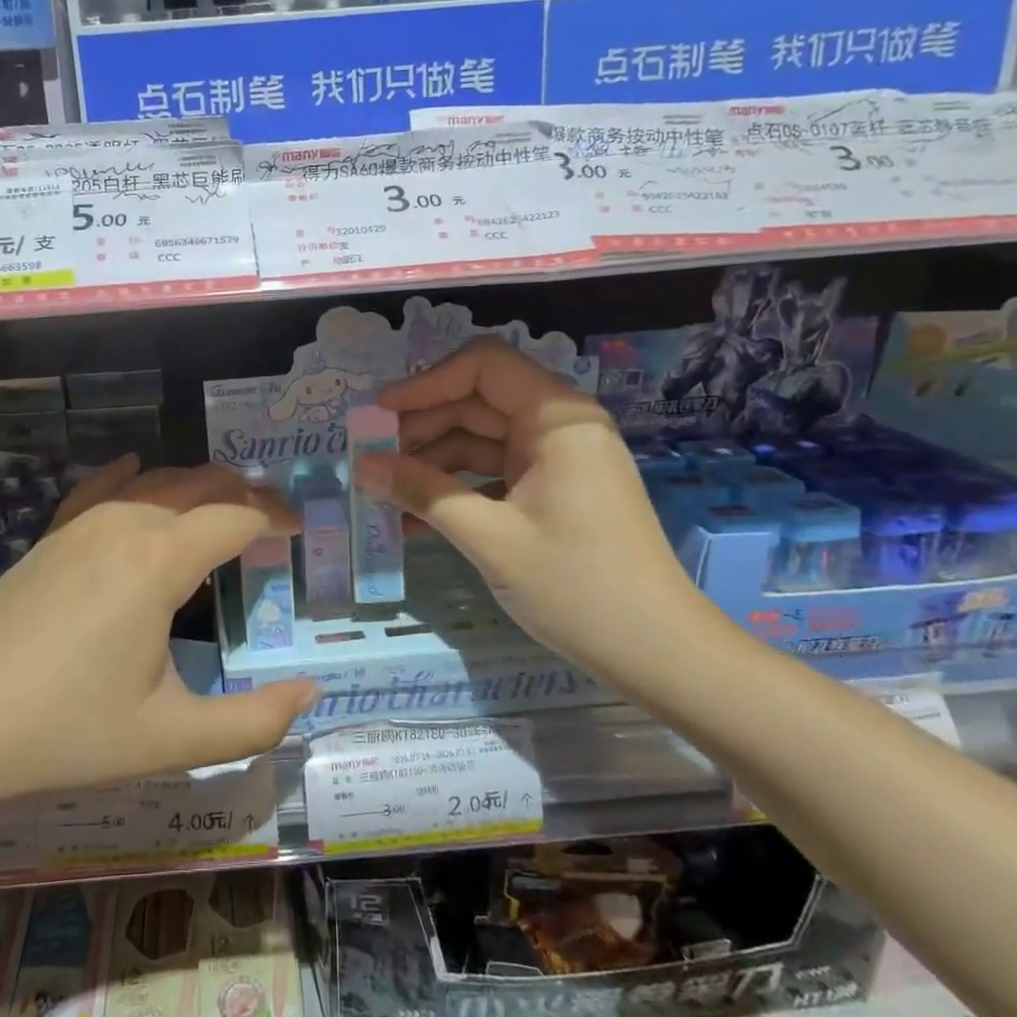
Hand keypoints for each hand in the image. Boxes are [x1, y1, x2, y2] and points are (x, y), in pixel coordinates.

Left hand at [0, 459, 318, 810]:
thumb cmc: (64, 732)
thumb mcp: (170, 740)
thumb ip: (252, 722)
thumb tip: (310, 695)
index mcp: (159, 560)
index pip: (236, 516)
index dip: (275, 517)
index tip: (302, 529)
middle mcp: (124, 524)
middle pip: (200, 485)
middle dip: (244, 494)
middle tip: (274, 519)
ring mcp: (80, 525)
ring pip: (156, 483)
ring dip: (198, 488)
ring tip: (225, 509)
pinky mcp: (50, 537)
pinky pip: (102, 489)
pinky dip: (134, 477)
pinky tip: (137, 467)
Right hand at [352, 338, 699, 669]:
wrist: (656, 651)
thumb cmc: (577, 586)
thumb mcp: (489, 538)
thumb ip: (423, 493)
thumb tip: (361, 465)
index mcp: (556, 418)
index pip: (482, 366)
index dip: (426, 383)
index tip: (379, 415)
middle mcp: (559, 426)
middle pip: (477, 402)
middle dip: (422, 428)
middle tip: (373, 461)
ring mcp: (558, 459)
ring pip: (481, 439)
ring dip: (433, 463)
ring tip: (386, 494)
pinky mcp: (555, 490)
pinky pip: (495, 472)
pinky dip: (458, 489)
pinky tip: (418, 520)